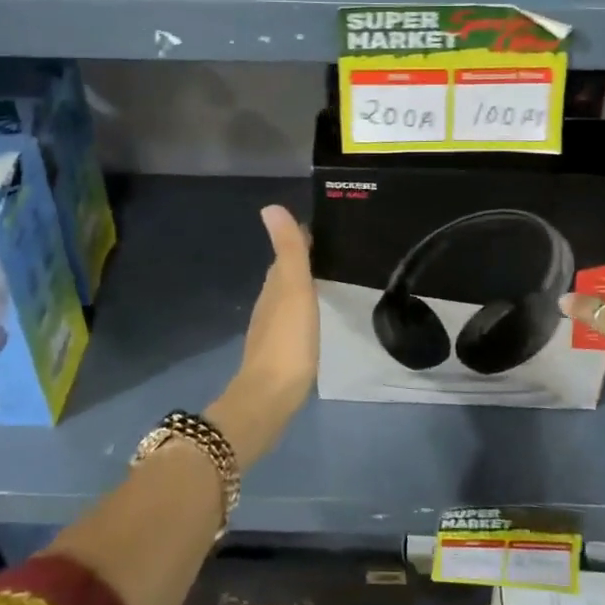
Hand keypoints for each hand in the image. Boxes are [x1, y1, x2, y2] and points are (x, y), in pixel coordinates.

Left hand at [208, 205, 317, 469]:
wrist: (270, 397)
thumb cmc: (287, 340)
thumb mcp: (293, 289)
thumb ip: (288, 250)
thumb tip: (270, 207)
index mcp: (275, 285)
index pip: (287, 251)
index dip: (302, 237)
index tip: (324, 226)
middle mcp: (270, 302)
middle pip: (286, 272)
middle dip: (305, 259)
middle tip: (334, 250)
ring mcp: (272, 328)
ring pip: (289, 296)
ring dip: (304, 284)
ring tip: (329, 278)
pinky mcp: (280, 350)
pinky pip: (293, 318)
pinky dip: (303, 309)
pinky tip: (315, 316)